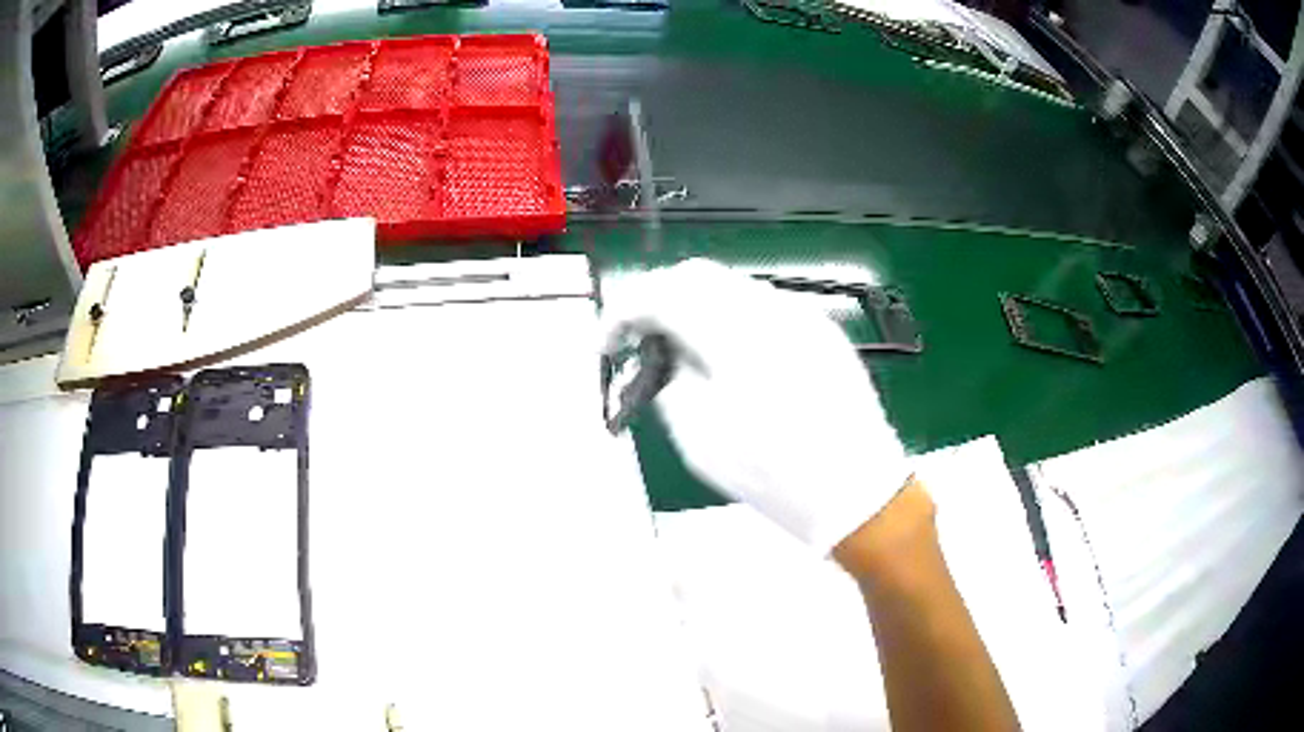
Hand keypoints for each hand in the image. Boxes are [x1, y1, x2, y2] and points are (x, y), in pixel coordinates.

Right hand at [600, 259, 912, 554]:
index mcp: (738, 338)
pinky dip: (729, 315)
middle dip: (657, 299)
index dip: (623, 312)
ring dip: (693, 305)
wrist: (859, 490)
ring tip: (681, 349)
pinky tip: (726, 354)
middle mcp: (772, 310)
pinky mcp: (821, 328)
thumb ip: (670, 383)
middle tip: (639, 340)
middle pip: (696, 275)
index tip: (608, 344)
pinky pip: (762, 304)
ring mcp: (802, 315)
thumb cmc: (778, 478)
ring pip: (730, 285)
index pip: (662, 294)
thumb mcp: (702, 440)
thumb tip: (660, 353)